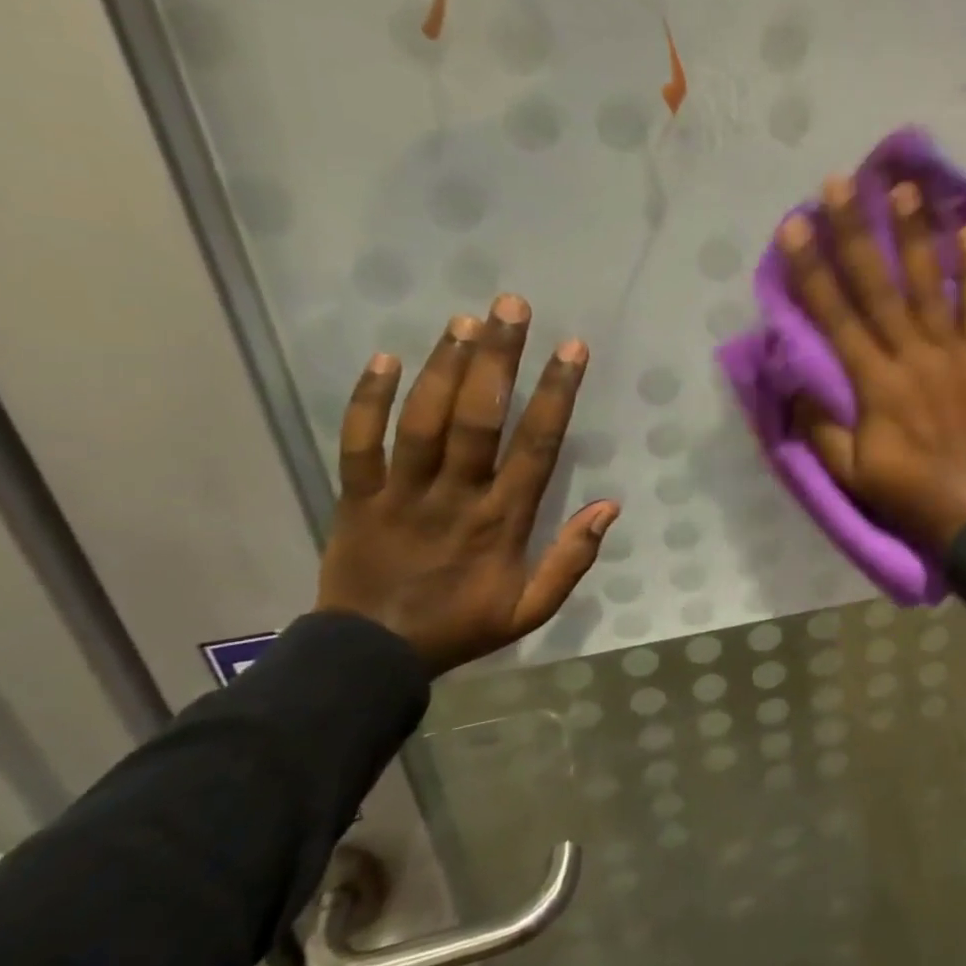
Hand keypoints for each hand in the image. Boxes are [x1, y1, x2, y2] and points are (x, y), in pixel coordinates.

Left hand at [316, 295, 619, 675]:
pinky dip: (367, 400)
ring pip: (423, 421)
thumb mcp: (531, 608)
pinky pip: (357, 443)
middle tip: (509, 307)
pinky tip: (385, 358)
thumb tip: (609, 506)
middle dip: (497, 359)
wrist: (370, 658)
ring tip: (465, 320)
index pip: (536, 445)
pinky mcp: (356, 496)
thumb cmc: (460, 625)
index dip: (555, 394)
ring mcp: (401, 493)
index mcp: (501, 520)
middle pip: (477, 418)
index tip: (571, 348)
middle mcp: (454, 495)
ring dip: (444, 367)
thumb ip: (572, 560)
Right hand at [781, 176, 965, 551]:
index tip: (794, 226)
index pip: (836, 316)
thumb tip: (798, 384)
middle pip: (879, 286)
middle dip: (855, 233)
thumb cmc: (909, 493)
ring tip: (904, 189)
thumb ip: (821, 427)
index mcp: (875, 384)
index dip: (812, 270)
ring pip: (930, 285)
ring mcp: (953, 353)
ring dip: (915, 235)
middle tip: (839, 183)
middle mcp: (912, 356)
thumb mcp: (850, 473)